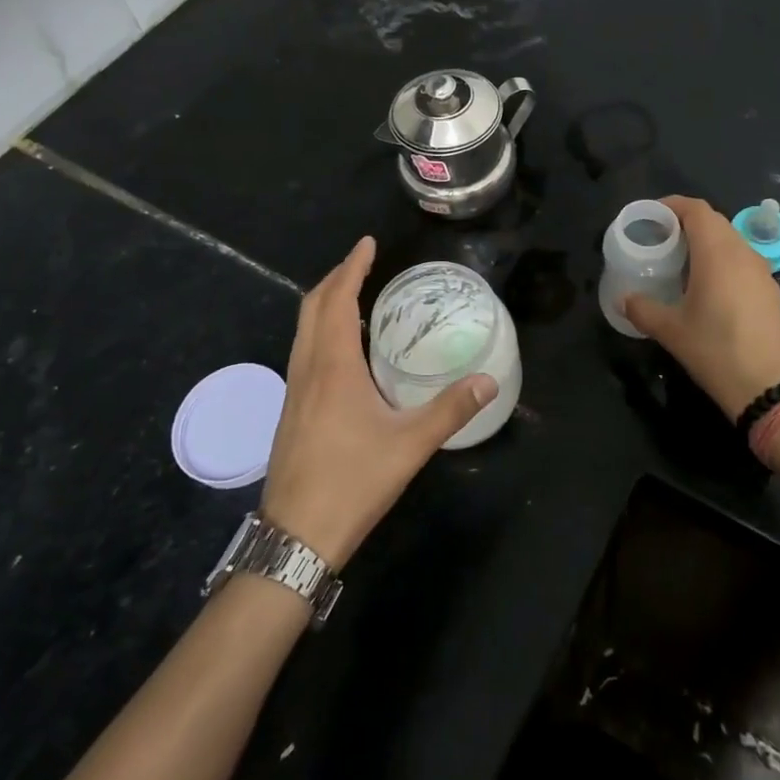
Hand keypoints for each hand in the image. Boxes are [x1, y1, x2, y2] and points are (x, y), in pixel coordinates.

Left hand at [260, 237, 496, 568]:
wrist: (296, 536)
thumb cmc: (352, 481)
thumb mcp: (410, 445)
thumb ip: (450, 410)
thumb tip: (488, 380)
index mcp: (332, 366)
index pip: (337, 299)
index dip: (351, 267)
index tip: (367, 244)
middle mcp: (307, 368)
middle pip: (312, 307)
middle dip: (336, 278)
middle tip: (363, 262)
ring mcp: (294, 390)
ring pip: (303, 329)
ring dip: (325, 303)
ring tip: (353, 295)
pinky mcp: (291, 410)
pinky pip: (303, 350)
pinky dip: (321, 330)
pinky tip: (343, 350)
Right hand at [623, 196, 779, 418]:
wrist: (772, 390)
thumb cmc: (716, 351)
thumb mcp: (671, 331)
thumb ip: (642, 309)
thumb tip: (623, 299)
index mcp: (717, 253)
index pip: (696, 209)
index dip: (672, 205)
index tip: (651, 216)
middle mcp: (743, 253)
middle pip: (714, 221)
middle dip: (686, 223)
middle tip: (660, 239)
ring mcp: (763, 272)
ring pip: (731, 241)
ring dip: (706, 242)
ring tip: (681, 263)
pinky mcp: (772, 292)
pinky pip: (743, 262)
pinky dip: (722, 261)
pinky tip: (708, 288)